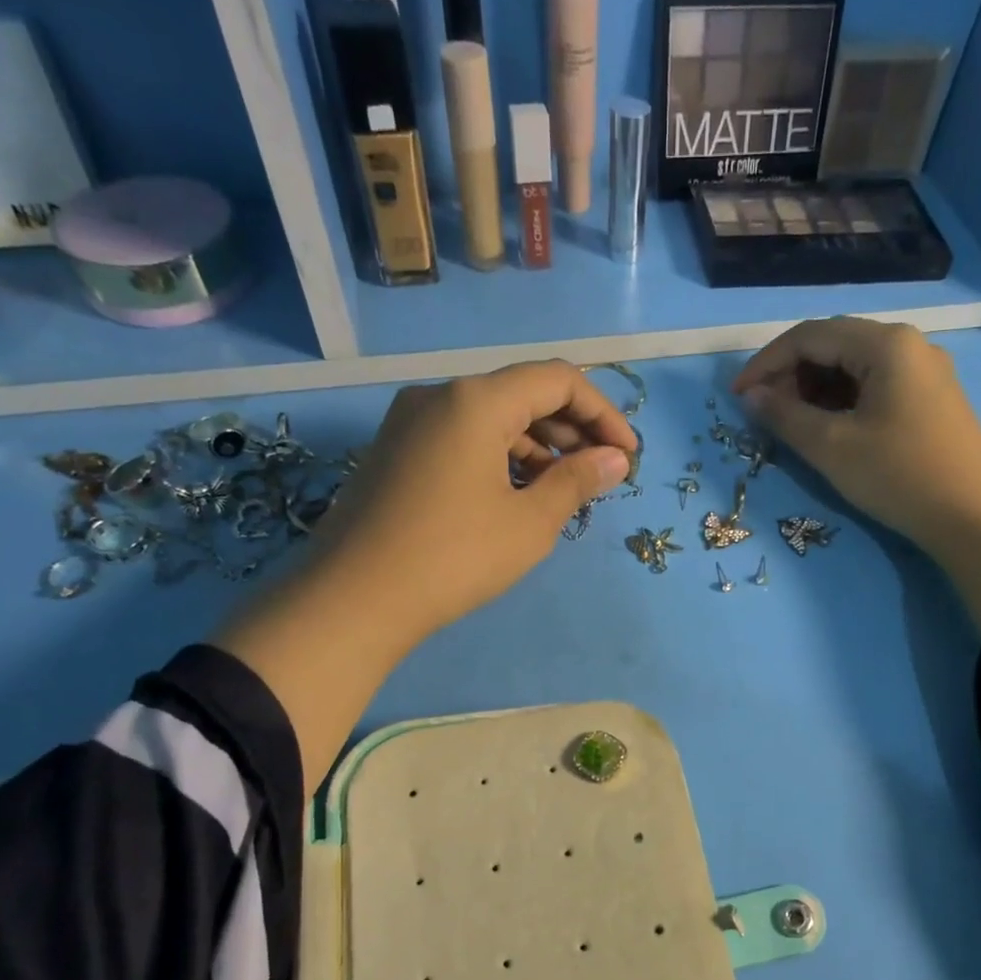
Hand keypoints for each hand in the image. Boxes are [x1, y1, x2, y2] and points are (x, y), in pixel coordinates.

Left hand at [216, 360, 635, 786]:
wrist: (353, 600)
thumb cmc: (454, 557)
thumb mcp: (529, 523)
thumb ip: (577, 482)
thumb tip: (614, 460)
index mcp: (476, 400)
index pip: (558, 380)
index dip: (603, 413)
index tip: (627, 457)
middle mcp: (440, 395)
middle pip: (523, 394)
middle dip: (572, 430)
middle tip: (602, 474)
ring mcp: (410, 422)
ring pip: (491, 418)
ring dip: (537, 447)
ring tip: (565, 491)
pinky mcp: (395, 452)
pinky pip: (462, 439)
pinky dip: (500, 458)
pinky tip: (517, 496)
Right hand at [732, 317, 980, 558]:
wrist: (973, 517)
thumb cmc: (898, 476)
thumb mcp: (831, 447)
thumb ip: (785, 416)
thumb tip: (752, 396)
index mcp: (885, 343)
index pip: (809, 336)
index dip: (766, 363)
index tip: (737, 397)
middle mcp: (908, 343)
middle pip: (833, 344)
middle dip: (791, 374)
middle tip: (765, 413)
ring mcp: (924, 370)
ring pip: (854, 365)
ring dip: (815, 388)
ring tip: (792, 424)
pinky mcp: (931, 397)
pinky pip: (875, 384)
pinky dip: (842, 400)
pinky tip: (829, 427)